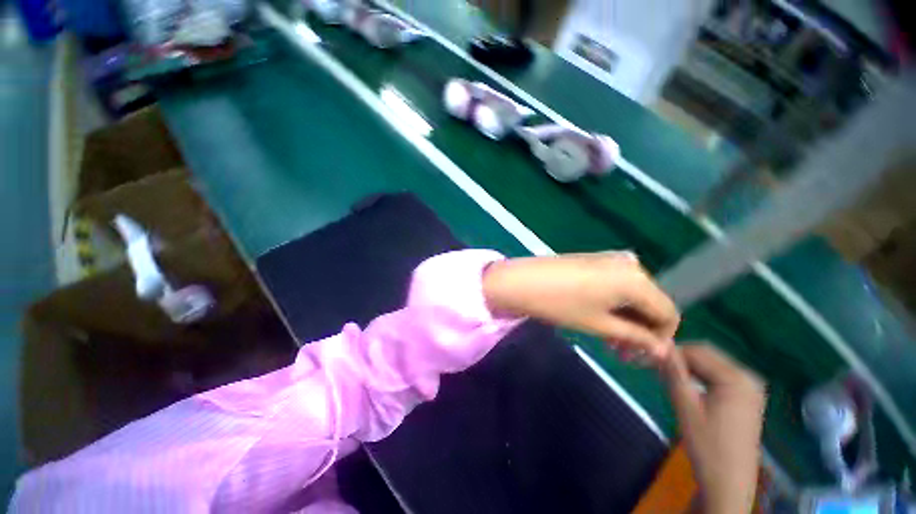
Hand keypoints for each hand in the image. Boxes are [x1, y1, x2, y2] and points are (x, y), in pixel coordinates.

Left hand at [482, 252, 679, 363]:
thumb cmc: (560, 304)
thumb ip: (636, 337)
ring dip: (627, 318)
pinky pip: (617, 283)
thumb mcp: (600, 324)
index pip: (669, 313)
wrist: (521, 280)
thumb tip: (663, 351)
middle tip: (621, 351)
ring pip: (633, 294)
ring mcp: (611, 258)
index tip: (641, 356)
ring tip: (609, 338)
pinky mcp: (595, 259)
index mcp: (637, 279)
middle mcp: (630, 263)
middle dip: (641, 329)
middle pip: (651, 303)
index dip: (660, 339)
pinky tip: (600, 317)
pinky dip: (615, 303)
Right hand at [663, 344, 765, 513]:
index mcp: (736, 379)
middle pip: (706, 355)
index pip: (697, 351)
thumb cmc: (707, 446)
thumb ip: (673, 372)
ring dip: (687, 367)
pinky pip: (719, 377)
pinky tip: (685, 386)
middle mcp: (748, 378)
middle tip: (653, 366)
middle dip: (678, 358)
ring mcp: (750, 388)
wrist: (729, 483)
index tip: (647, 357)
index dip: (670, 351)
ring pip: (711, 365)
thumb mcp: (685, 407)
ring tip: (665, 376)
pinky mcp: (747, 398)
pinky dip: (699, 376)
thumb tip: (660, 345)